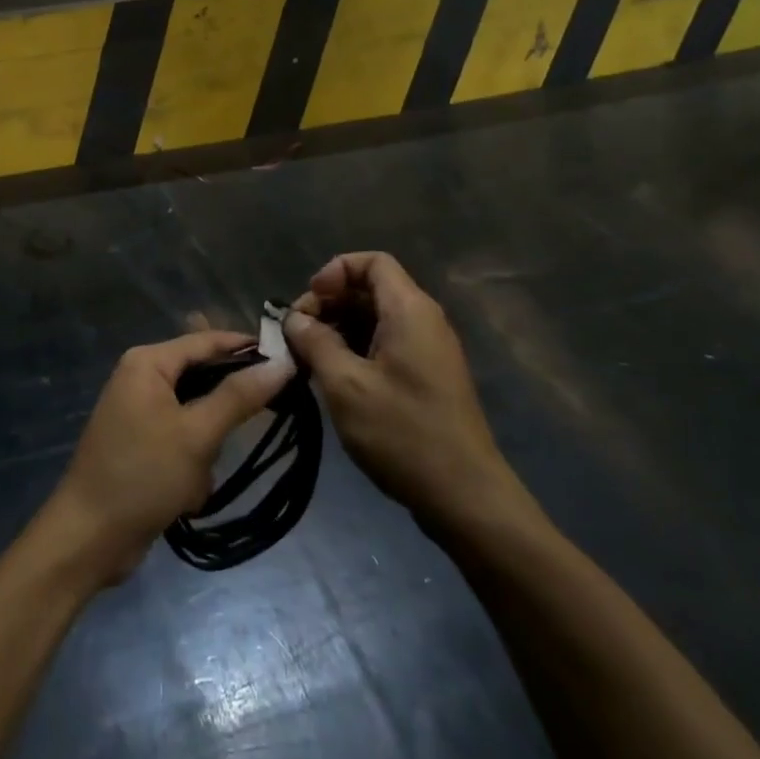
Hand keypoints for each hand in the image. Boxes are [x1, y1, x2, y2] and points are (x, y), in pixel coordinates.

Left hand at [41, 330, 295, 586]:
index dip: (248, 348)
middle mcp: (142, 378)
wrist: (89, 538)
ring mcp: (141, 413)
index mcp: (148, 362)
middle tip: (247, 433)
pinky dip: (192, 466)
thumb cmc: (142, 475)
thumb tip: (282, 363)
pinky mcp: (143, 445)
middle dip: (221, 415)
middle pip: (203, 379)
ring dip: (206, 450)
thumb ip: (239, 396)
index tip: (291, 361)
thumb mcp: (196, 434)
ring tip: (198, 476)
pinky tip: (185, 495)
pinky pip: (184, 442)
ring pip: (198, 417)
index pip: (207, 341)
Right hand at [285, 252, 533, 532]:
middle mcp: (423, 320)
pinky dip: (355, 349)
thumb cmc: (403, 433)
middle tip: (298, 336)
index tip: (309, 304)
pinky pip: (385, 344)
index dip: (335, 272)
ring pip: (375, 318)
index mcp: (410, 310)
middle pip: (370, 288)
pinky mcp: (426, 376)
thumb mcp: (345, 385)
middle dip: (330, 303)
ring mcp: (427, 350)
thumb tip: (295, 320)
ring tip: (309, 359)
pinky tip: (333, 378)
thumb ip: (315, 342)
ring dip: (338, 329)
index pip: (372, 262)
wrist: (465, 497)